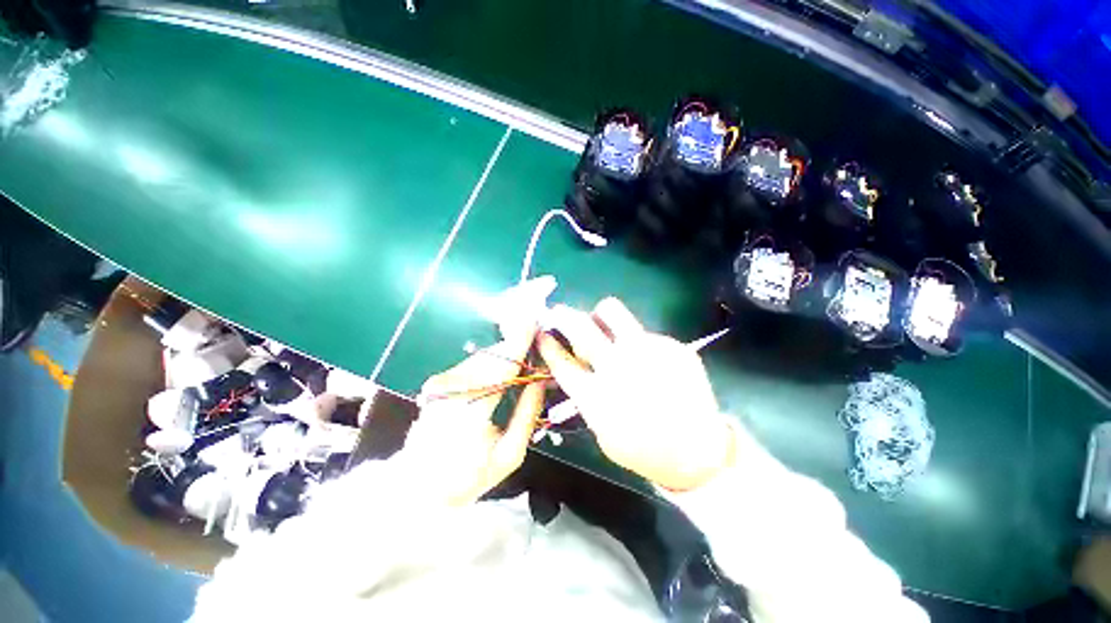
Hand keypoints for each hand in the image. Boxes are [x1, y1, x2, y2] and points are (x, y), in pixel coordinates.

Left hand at [402, 278, 554, 505]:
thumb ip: (528, 414)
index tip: (536, 324)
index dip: (520, 343)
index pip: (501, 368)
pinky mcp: (438, 381)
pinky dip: (493, 362)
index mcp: (467, 413)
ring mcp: (440, 383)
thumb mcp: (509, 455)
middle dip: (517, 347)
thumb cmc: (467, 478)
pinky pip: (474, 363)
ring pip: (483, 357)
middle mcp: (450, 390)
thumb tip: (539, 380)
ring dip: (506, 355)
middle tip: (539, 348)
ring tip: (527, 360)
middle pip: (492, 356)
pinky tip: (506, 370)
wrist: (418, 487)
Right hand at [537, 298, 735, 490]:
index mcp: (597, 395)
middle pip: (580, 325)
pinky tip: (647, 359)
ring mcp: (647, 351)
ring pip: (611, 310)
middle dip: (563, 315)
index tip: (543, 334)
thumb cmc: (643, 449)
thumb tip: (576, 363)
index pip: (561, 360)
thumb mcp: (602, 431)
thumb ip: (586, 397)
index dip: (547, 344)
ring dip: (599, 316)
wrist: (697, 452)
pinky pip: (642, 330)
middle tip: (559, 313)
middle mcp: (618, 366)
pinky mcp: (671, 345)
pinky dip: (635, 340)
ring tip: (603, 327)